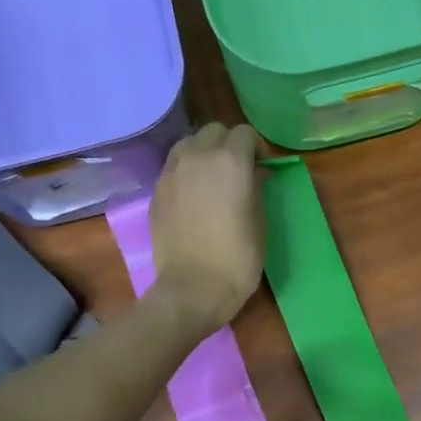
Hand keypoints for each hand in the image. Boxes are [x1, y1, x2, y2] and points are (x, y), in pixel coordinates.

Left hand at [151, 123, 264, 333]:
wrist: (192, 289)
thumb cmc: (236, 259)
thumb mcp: (260, 222)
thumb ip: (256, 189)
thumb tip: (254, 174)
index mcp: (230, 161)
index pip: (245, 134)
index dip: (257, 147)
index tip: (263, 166)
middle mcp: (197, 157)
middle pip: (214, 131)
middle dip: (229, 143)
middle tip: (239, 168)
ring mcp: (172, 173)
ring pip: (188, 144)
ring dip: (204, 152)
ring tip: (213, 177)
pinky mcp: (157, 192)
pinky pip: (174, 168)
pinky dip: (186, 171)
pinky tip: (194, 195)